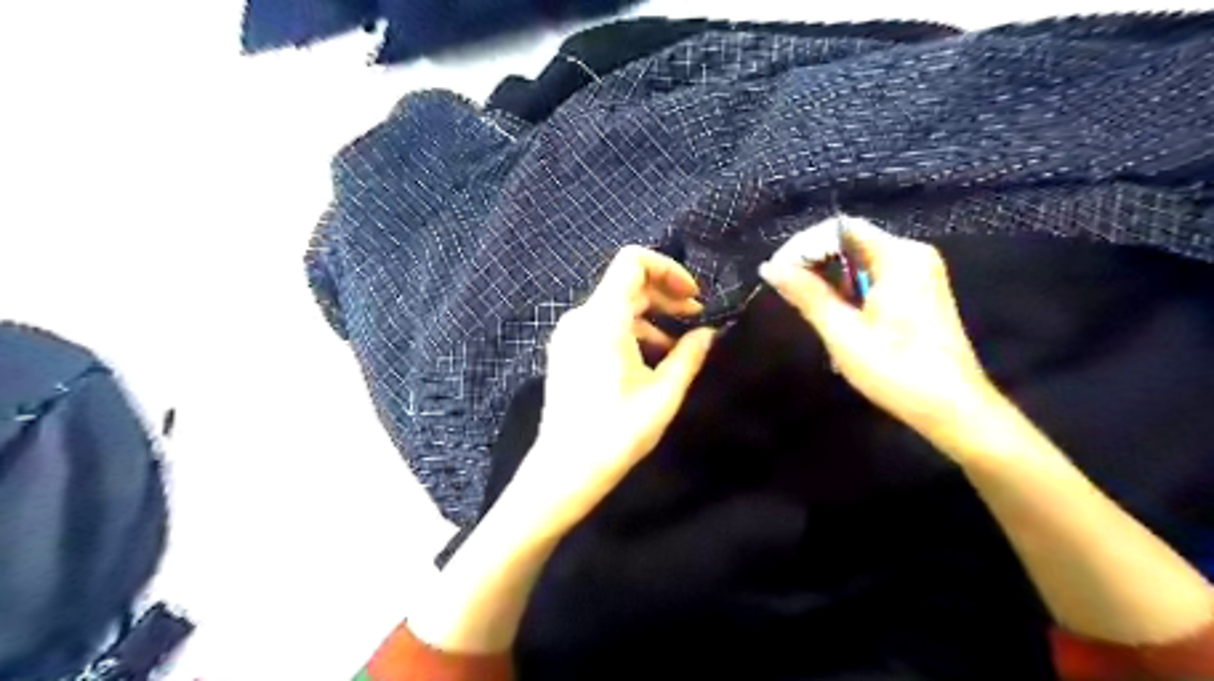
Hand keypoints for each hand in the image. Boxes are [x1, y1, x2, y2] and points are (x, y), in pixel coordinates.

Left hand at [509, 245, 713, 536]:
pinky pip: (602, 325)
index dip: (668, 269)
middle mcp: (581, 317)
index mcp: (603, 319)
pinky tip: (651, 358)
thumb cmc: (616, 433)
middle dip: (665, 295)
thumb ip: (689, 356)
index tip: (693, 296)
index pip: (632, 262)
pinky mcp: (566, 350)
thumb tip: (709, 333)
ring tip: (678, 344)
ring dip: (651, 316)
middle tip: (696, 317)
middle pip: (627, 284)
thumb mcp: (663, 394)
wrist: (565, 469)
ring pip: (615, 305)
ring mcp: (569, 333)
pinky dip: (630, 330)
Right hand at [756, 220, 1004, 455]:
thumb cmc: (897, 371)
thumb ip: (807, 295)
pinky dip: (848, 290)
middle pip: (850, 242)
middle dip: (813, 264)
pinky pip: (872, 275)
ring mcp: (918, 273)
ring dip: (828, 280)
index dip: (803, 247)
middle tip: (785, 292)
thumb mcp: (844, 334)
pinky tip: (835, 315)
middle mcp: (912, 255)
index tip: (776, 272)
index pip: (839, 229)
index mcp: (899, 257)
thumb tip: (771, 267)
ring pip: (859, 261)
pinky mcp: (918, 291)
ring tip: (806, 307)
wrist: (951, 408)